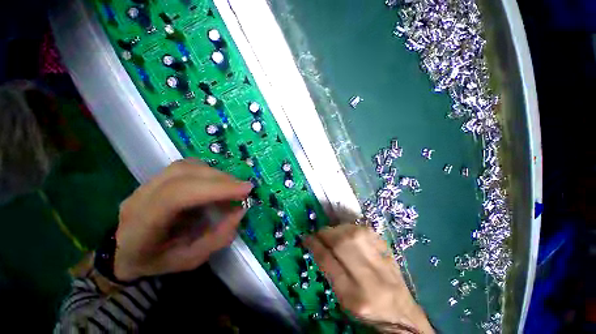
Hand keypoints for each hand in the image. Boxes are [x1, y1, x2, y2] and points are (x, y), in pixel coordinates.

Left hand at [113, 159, 252, 281]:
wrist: (127, 252)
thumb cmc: (157, 261)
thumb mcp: (191, 260)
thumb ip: (218, 237)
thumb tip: (240, 210)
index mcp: (140, 227)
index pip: (177, 196)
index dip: (215, 189)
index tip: (246, 189)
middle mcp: (139, 198)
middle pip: (183, 174)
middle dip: (221, 179)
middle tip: (244, 188)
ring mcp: (146, 184)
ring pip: (186, 166)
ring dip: (215, 174)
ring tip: (232, 187)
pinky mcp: (157, 178)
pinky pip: (187, 166)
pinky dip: (208, 172)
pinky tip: (216, 184)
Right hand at [304, 225, 433, 333]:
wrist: (402, 313)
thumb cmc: (367, 310)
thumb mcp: (343, 298)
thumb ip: (329, 271)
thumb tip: (317, 245)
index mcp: (352, 296)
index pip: (327, 261)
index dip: (314, 245)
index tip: (306, 238)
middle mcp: (369, 277)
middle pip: (342, 243)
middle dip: (325, 233)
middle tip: (319, 234)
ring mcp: (382, 261)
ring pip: (353, 232)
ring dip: (338, 229)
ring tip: (332, 233)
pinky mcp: (390, 251)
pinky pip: (367, 230)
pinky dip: (353, 227)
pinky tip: (349, 232)